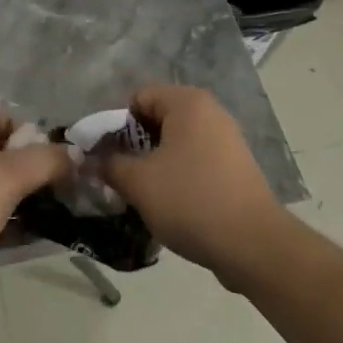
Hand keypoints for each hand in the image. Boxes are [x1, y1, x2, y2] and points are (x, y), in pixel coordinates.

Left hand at [0, 103, 68, 305]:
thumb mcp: (10, 175)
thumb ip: (46, 160)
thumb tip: (75, 154)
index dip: (21, 127)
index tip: (46, 153)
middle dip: (25, 165)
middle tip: (54, 183)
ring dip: (18, 196)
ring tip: (50, 210)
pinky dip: (4, 222)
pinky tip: (30, 236)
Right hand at [103, 85, 286, 286]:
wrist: (253, 245)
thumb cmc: (190, 200)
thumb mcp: (139, 182)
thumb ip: (108, 165)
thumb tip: (89, 160)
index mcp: (188, 103)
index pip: (138, 97)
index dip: (115, 124)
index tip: (104, 155)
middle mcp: (210, 112)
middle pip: (158, 118)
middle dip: (134, 145)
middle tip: (118, 175)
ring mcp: (227, 139)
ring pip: (176, 142)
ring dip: (154, 162)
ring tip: (141, 192)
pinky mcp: (235, 166)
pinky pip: (195, 160)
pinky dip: (177, 175)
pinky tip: (169, 203)